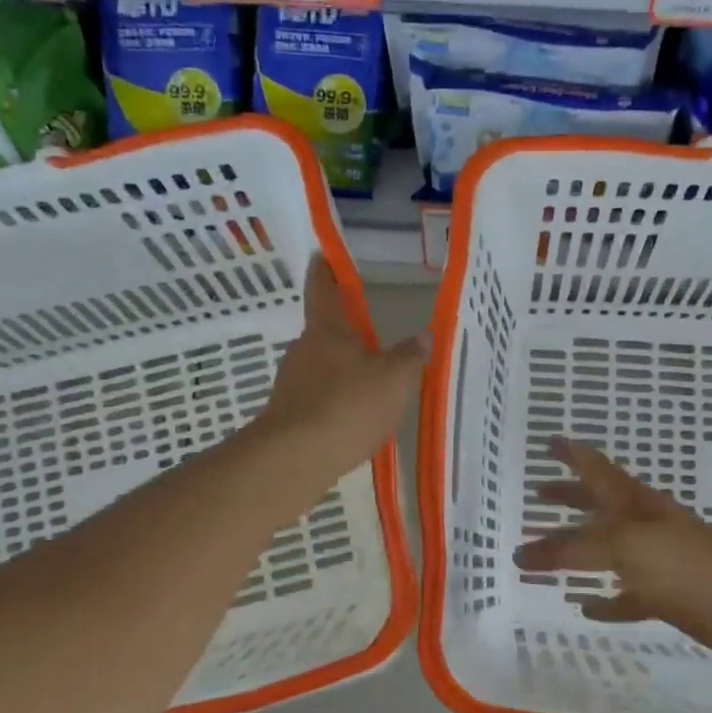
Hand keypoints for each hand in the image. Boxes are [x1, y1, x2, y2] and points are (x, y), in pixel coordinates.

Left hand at [255, 256, 423, 489]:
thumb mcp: (394, 379)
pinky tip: (351, 418)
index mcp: (327, 330)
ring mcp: (291, 382)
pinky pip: (316, 397)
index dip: (325, 270)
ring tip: (368, 385)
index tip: (321, 254)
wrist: (295, 458)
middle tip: (370, 338)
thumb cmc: (348, 405)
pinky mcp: (287, 414)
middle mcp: (303, 349)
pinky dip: (333, 401)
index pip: (323, 289)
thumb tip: (424, 335)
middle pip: (323, 333)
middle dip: (344, 334)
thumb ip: (410, 356)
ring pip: (320, 367)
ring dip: (340, 371)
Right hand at [514, 439, 711, 658]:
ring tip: (547, 553)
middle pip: (597, 505)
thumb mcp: (625, 546)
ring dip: (578, 551)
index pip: (594, 469)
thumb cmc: (688, 563)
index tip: (547, 441)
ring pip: (607, 552)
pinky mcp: (667, 598)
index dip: (571, 454)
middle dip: (568, 498)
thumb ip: (573, 549)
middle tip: (537, 492)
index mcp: (632, 503)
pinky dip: (606, 601)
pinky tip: (586, 608)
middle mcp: (642, 526)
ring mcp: (656, 562)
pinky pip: (627, 597)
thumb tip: (523, 554)